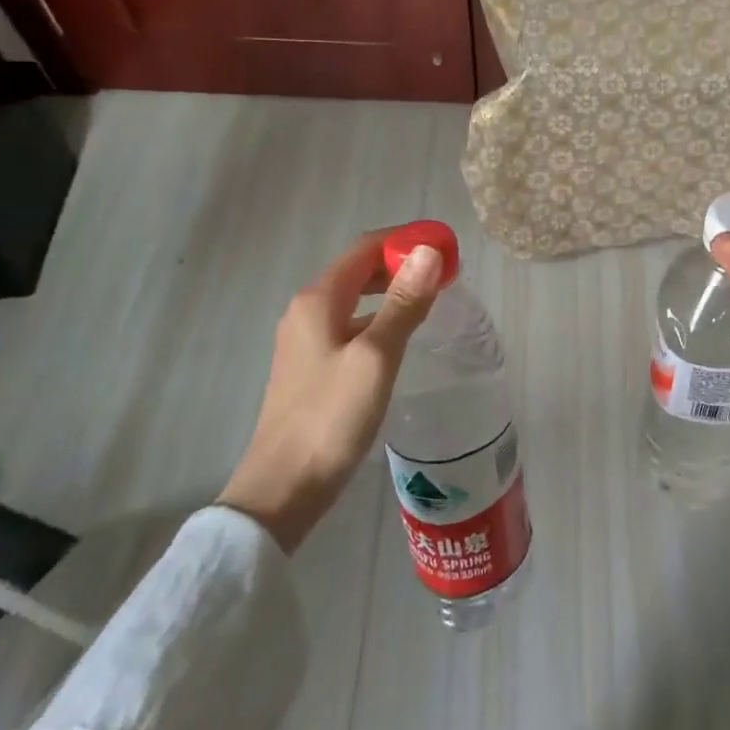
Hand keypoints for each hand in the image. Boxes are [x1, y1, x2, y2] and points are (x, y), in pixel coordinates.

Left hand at [218, 231, 443, 552]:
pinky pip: (350, 323)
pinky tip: (399, 335)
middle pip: (359, 269)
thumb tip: (429, 252)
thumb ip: (403, 303)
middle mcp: (307, 310)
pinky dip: (379, 316)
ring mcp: (305, 340)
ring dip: (392, 290)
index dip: (405, 240)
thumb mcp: (376, 357)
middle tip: (446, 273)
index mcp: (319, 300)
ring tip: (431, 298)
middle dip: (401, 263)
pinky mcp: (311, 366)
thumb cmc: (331, 418)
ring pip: (355, 298)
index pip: (366, 248)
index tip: (446, 246)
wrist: (282, 489)